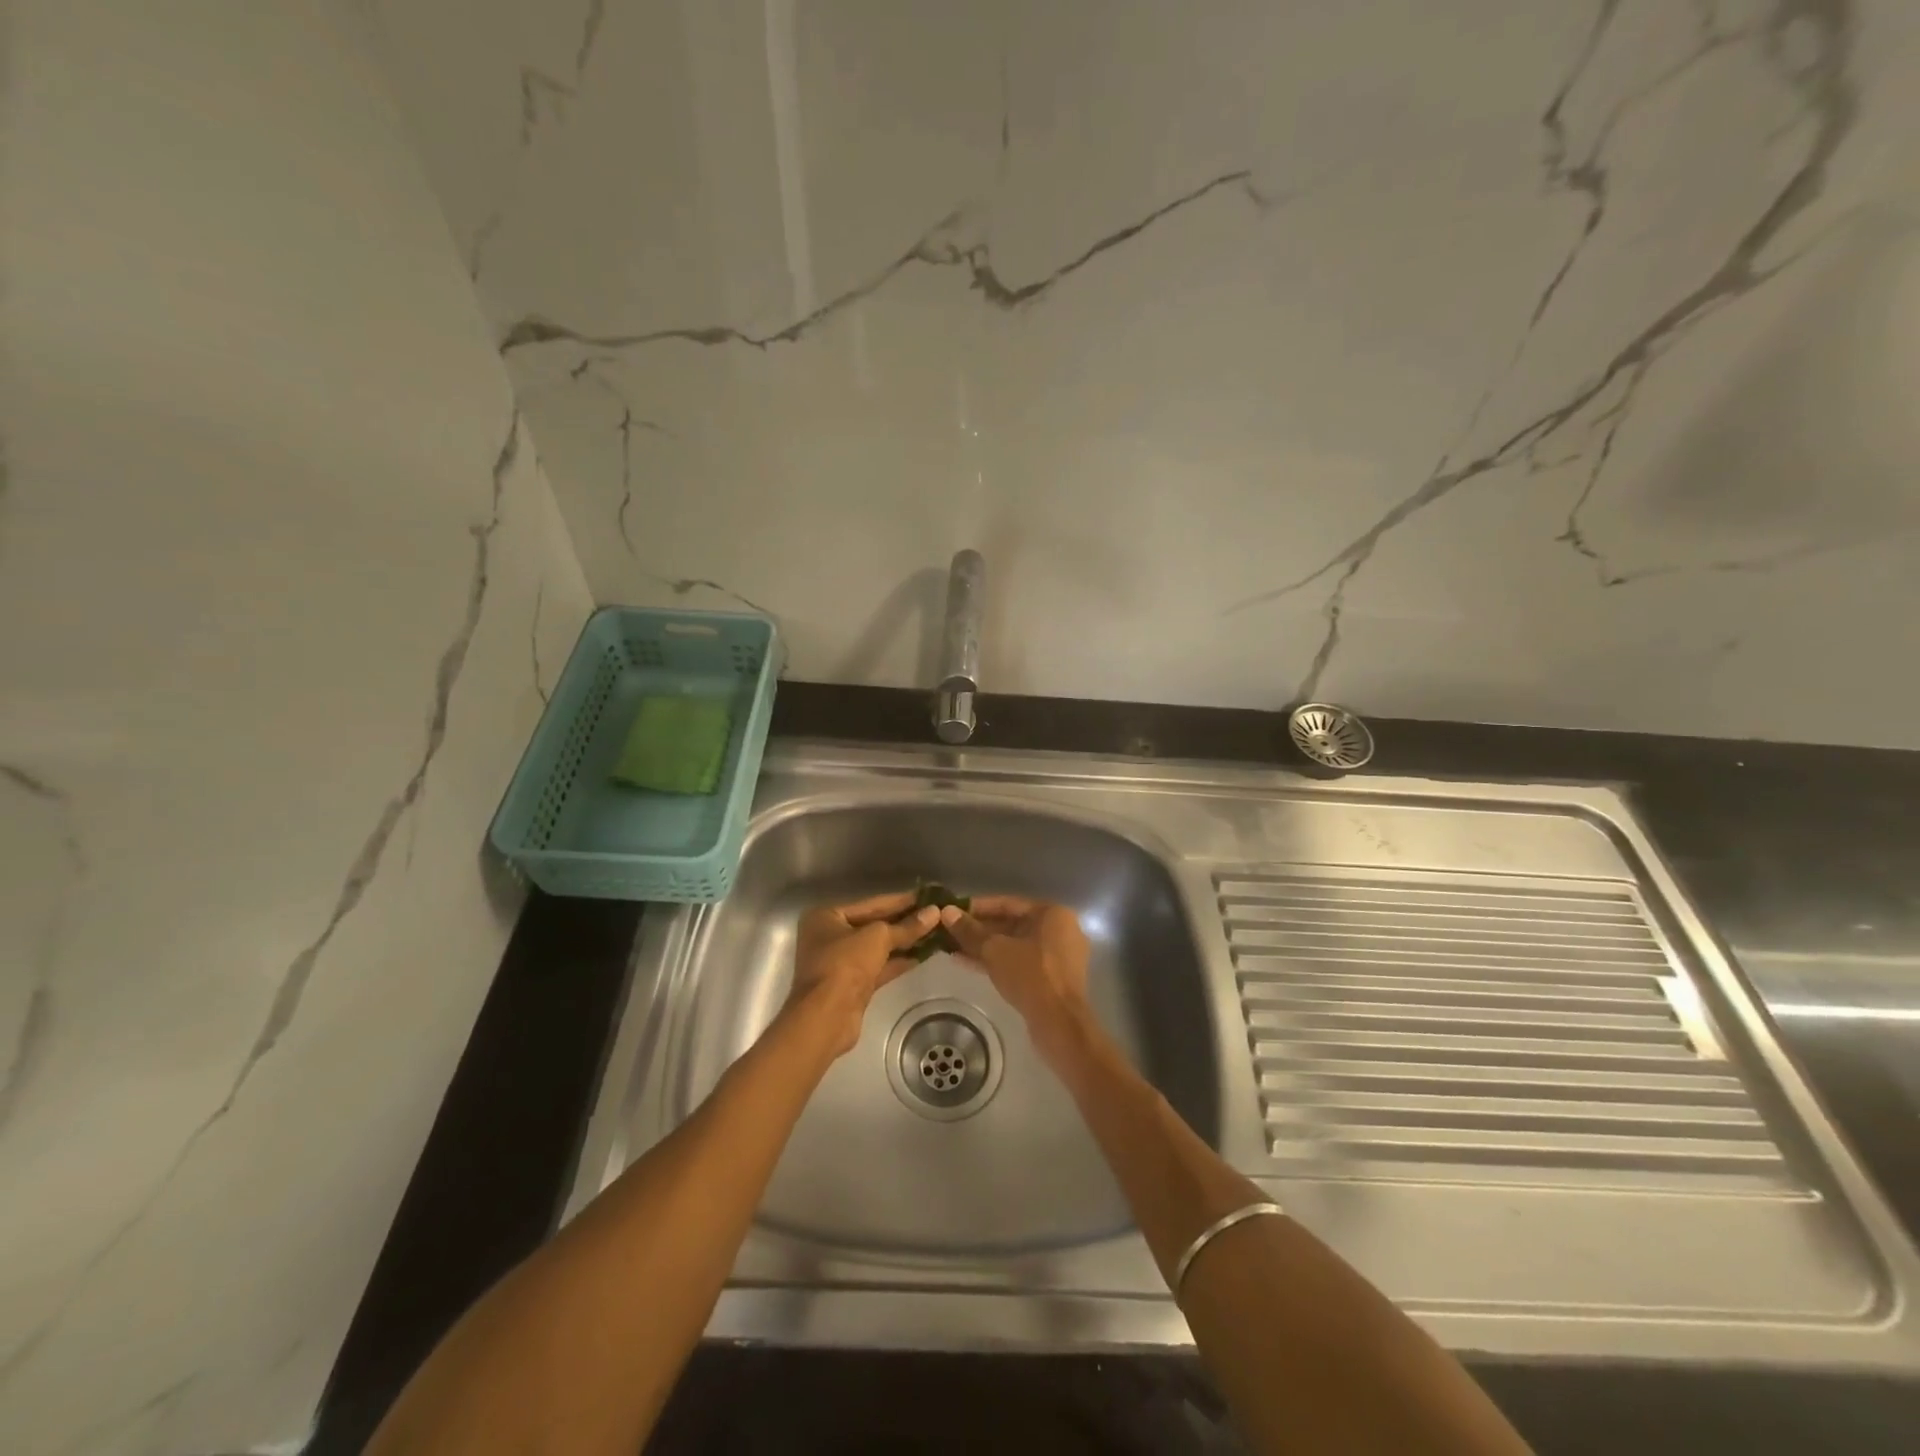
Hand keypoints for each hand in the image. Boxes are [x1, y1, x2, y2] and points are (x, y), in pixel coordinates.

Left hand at [787, 892, 940, 1057]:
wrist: (826, 1018)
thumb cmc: (844, 965)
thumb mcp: (877, 938)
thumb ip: (906, 926)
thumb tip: (934, 913)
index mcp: (827, 917)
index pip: (871, 903)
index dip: (901, 900)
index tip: (928, 895)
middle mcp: (830, 936)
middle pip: (874, 925)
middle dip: (904, 921)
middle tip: (935, 913)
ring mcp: (840, 962)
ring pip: (878, 947)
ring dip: (904, 942)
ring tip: (935, 932)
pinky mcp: (852, 985)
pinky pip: (879, 966)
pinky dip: (898, 961)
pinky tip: (923, 955)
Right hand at [939, 897, 1093, 1066]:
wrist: (1060, 1023)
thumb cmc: (1030, 975)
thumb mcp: (995, 950)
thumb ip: (970, 931)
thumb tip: (946, 912)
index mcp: (1052, 914)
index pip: (1008, 903)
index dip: (976, 907)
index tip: (952, 911)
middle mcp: (1059, 930)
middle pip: (1011, 924)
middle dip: (979, 930)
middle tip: (949, 931)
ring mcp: (1058, 956)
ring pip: (1014, 945)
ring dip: (984, 947)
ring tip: (951, 948)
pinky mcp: (1052, 979)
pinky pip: (1020, 962)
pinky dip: (997, 961)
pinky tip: (967, 963)